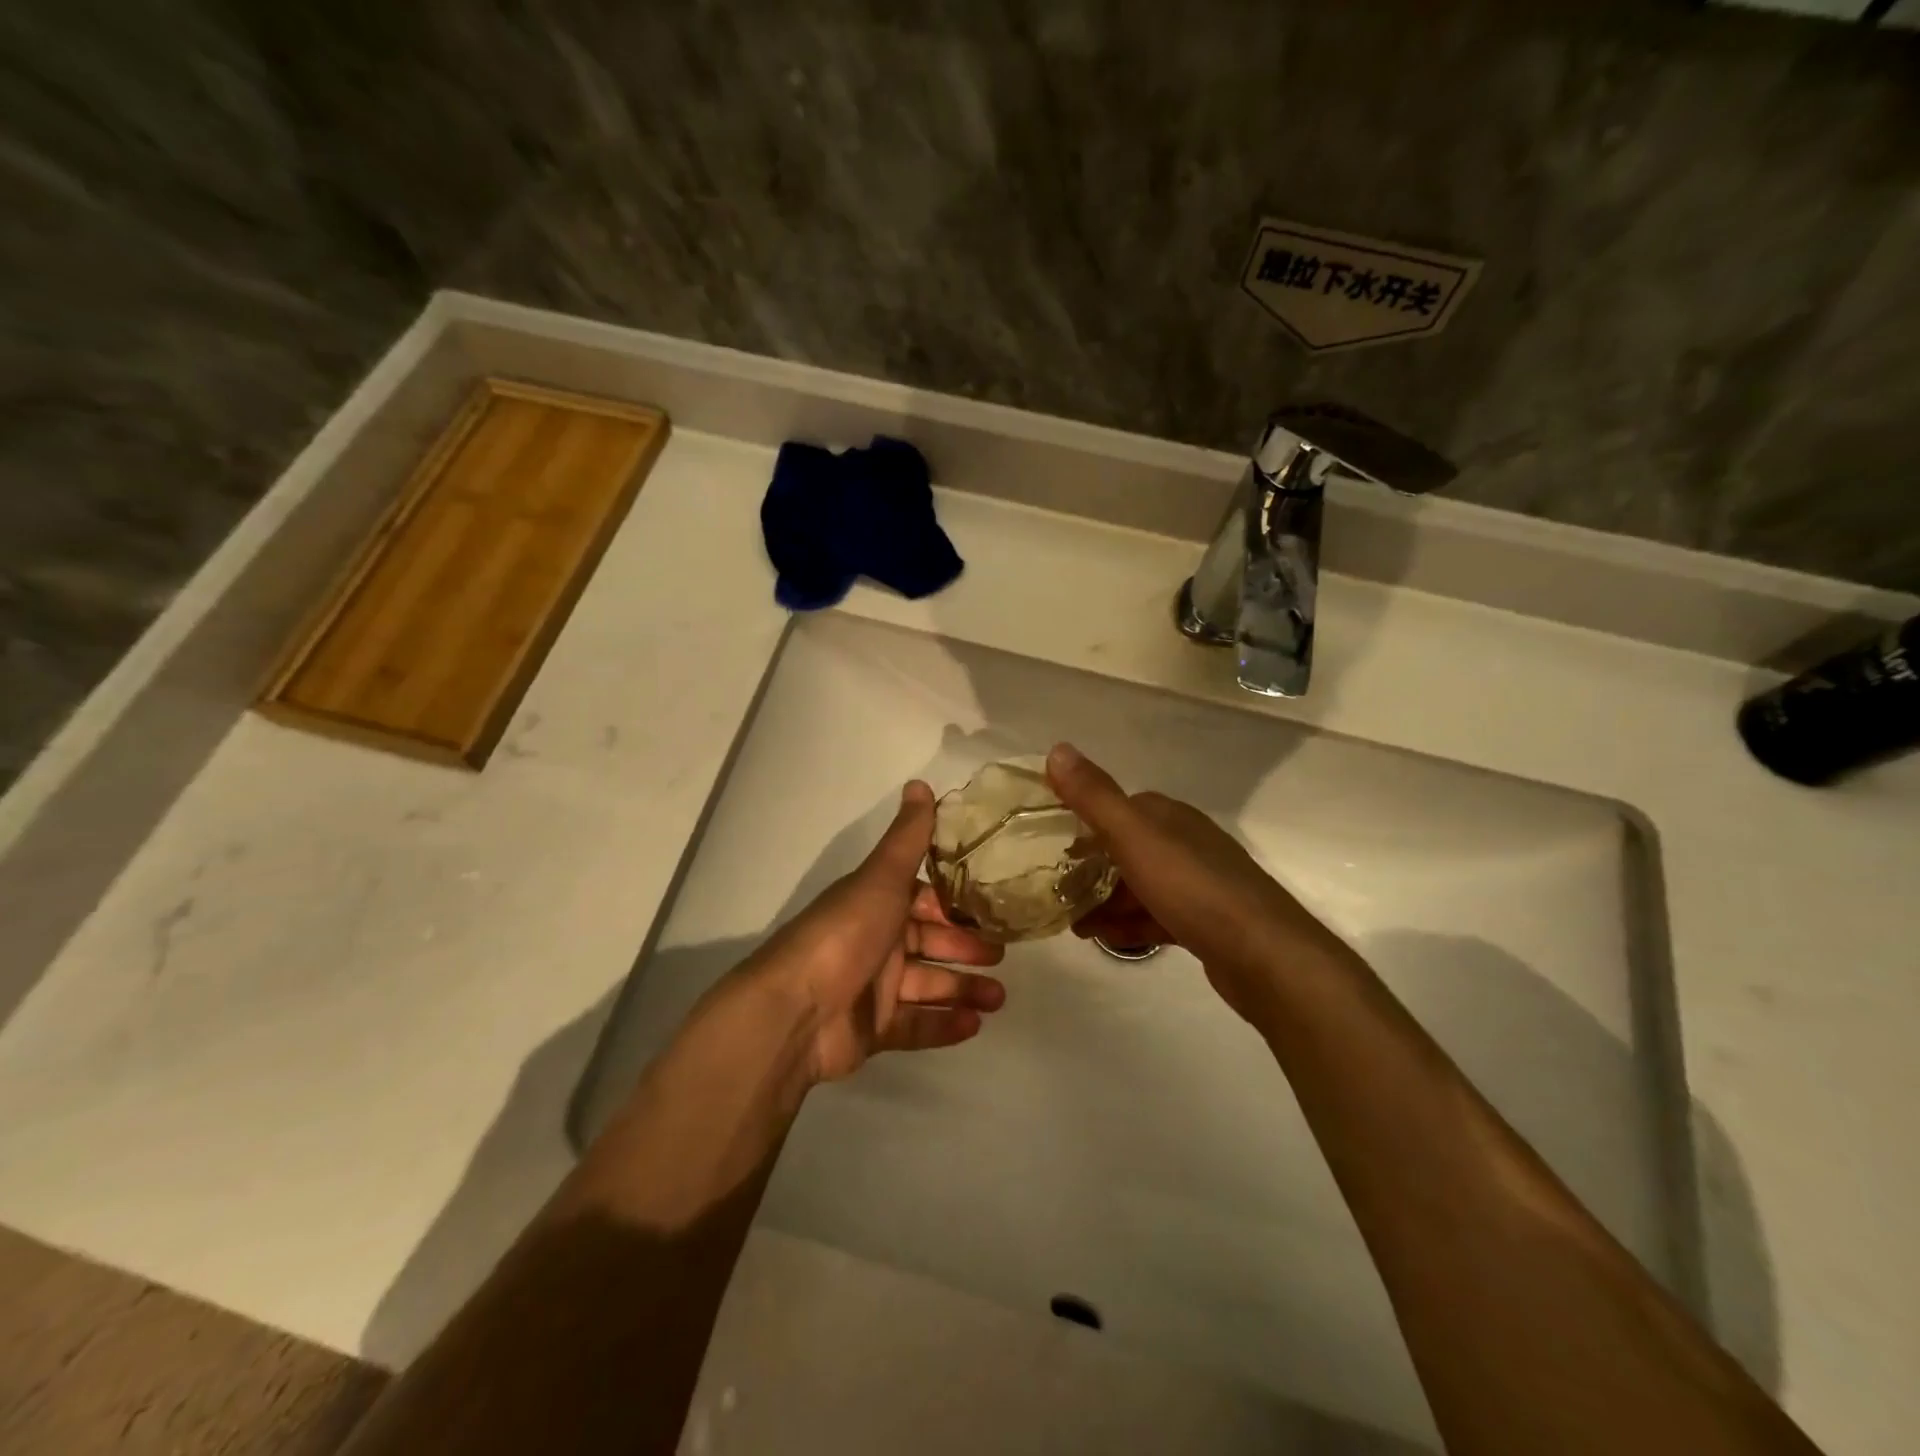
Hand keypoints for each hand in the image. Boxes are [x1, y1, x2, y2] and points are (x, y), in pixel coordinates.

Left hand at [741, 781, 1006, 1083]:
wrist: (795, 1010)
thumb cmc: (845, 934)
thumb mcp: (882, 878)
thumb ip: (907, 837)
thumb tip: (919, 782)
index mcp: (876, 903)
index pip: (923, 898)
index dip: (954, 903)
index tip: (991, 907)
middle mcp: (875, 941)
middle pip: (929, 942)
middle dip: (966, 947)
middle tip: (1003, 953)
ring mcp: (873, 988)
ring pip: (929, 985)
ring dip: (964, 988)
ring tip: (999, 997)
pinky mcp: (873, 1029)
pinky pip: (917, 1025)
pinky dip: (945, 1024)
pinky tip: (976, 1024)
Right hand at [1047, 742, 1355, 1024]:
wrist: (1265, 956)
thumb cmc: (1193, 889)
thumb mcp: (1134, 839)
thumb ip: (1094, 797)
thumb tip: (1056, 749)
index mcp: (1169, 817)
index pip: (1118, 809)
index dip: (1084, 824)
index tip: (1051, 848)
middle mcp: (1186, 842)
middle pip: (1126, 850)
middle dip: (1092, 870)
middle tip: (1057, 894)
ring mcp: (1199, 884)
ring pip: (1140, 886)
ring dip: (1107, 902)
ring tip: (1075, 925)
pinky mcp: (1206, 922)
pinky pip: (1158, 916)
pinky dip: (1131, 925)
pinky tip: (1110, 941)